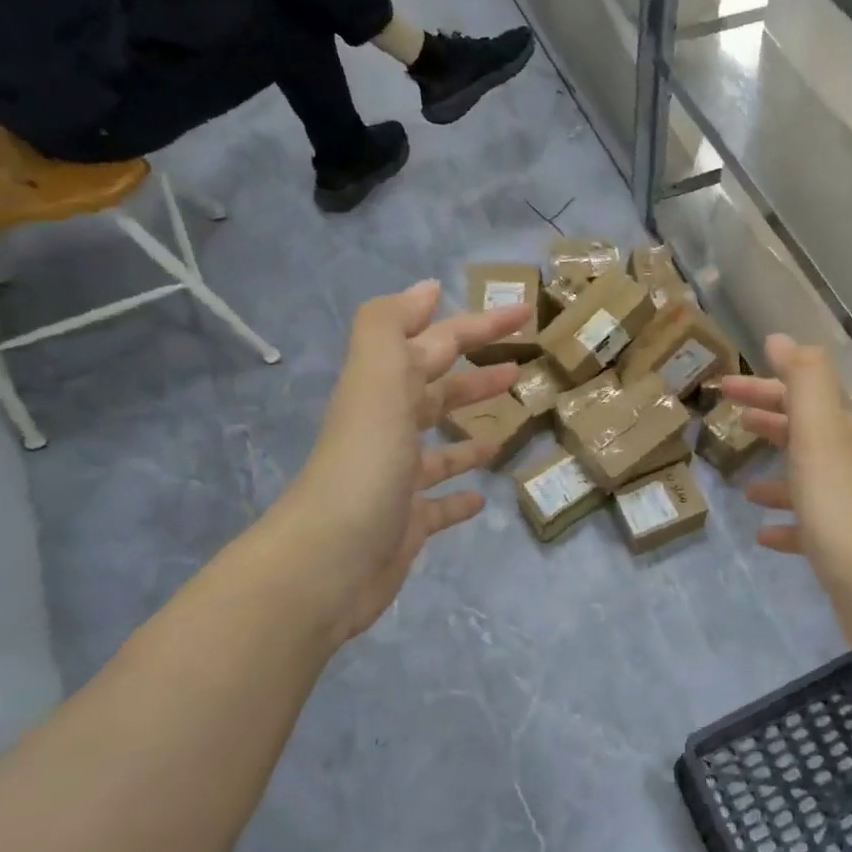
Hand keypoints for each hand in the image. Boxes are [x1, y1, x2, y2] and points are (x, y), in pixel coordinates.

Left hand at [276, 279, 529, 640]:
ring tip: (506, 426)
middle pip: (436, 392)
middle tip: (519, 364)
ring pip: (439, 447)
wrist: (329, 562)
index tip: (522, 312)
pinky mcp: (407, 523)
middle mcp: (387, 430)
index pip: (436, 344)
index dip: (478, 324)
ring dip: (468, 431)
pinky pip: (439, 503)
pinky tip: (481, 495)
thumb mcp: (375, 382)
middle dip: (474, 374)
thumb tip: (426, 289)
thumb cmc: (365, 465)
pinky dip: (459, 494)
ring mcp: (397, 479)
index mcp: (383, 391)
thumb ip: (392, 328)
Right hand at [719, 336, 851, 656]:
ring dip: (778, 474)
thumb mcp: (822, 435)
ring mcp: (850, 510)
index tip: (724, 386)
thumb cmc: (844, 510)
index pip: (803, 396)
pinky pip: (808, 528)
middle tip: (732, 419)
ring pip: (808, 481)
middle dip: (771, 421)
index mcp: (845, 435)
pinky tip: (764, 534)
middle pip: (806, 434)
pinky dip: (786, 524)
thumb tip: (782, 339)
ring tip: (744, 482)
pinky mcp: (844, 550)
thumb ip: (806, 383)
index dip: (765, 386)